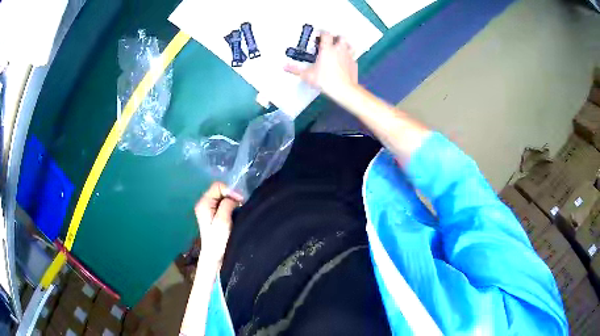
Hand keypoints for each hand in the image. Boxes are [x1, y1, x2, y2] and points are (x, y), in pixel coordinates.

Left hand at [194, 182, 242, 263]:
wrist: (215, 257)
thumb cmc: (218, 240)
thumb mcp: (222, 220)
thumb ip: (227, 204)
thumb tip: (234, 198)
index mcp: (203, 203)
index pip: (218, 186)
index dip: (230, 190)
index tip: (240, 201)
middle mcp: (204, 203)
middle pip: (220, 190)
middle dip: (232, 196)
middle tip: (241, 206)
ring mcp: (209, 209)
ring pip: (223, 197)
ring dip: (232, 202)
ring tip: (239, 211)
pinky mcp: (214, 215)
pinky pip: (224, 204)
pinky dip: (231, 207)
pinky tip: (235, 214)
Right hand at [284, 31, 357, 98]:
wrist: (344, 89)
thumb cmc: (326, 80)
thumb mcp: (307, 75)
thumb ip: (295, 70)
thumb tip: (285, 66)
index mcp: (327, 49)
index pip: (326, 34)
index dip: (322, 32)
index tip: (318, 35)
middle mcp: (339, 50)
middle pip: (341, 37)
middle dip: (336, 37)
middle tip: (330, 41)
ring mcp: (348, 56)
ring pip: (350, 45)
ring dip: (345, 45)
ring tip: (340, 49)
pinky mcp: (354, 64)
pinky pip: (352, 58)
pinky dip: (349, 58)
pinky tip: (345, 63)